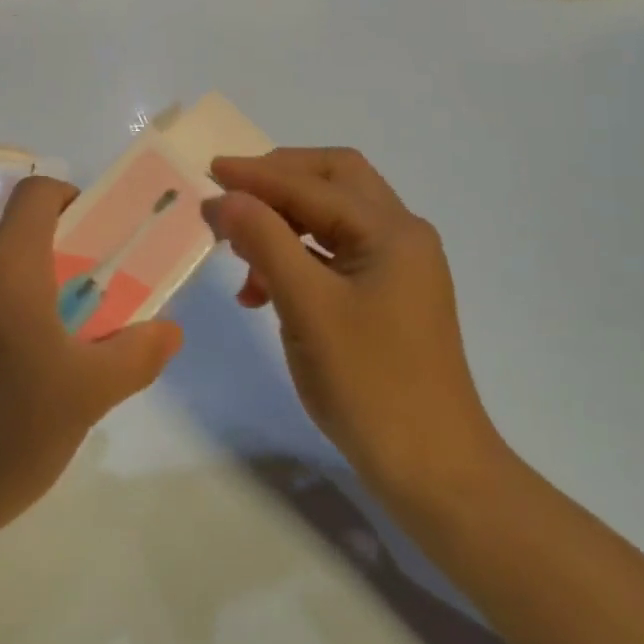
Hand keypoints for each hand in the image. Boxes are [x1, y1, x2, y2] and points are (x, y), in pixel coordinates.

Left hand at [0, 176, 182, 559]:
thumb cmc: (5, 435)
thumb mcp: (86, 398)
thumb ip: (136, 354)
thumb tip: (170, 330)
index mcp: (6, 265)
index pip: (36, 195)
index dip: (64, 201)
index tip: (83, 236)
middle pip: (1, 243)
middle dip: (33, 266)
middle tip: (55, 318)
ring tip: (2, 365)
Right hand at [206, 149, 504, 505]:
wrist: (435, 472)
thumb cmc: (370, 384)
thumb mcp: (308, 306)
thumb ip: (264, 241)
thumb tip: (224, 197)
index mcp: (391, 230)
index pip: (311, 184)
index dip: (256, 175)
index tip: (207, 171)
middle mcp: (401, 235)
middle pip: (333, 181)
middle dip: (279, 181)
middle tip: (233, 193)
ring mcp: (398, 265)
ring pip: (333, 216)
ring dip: (285, 221)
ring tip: (239, 249)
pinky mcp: (388, 294)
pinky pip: (336, 252)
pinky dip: (297, 255)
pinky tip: (263, 287)